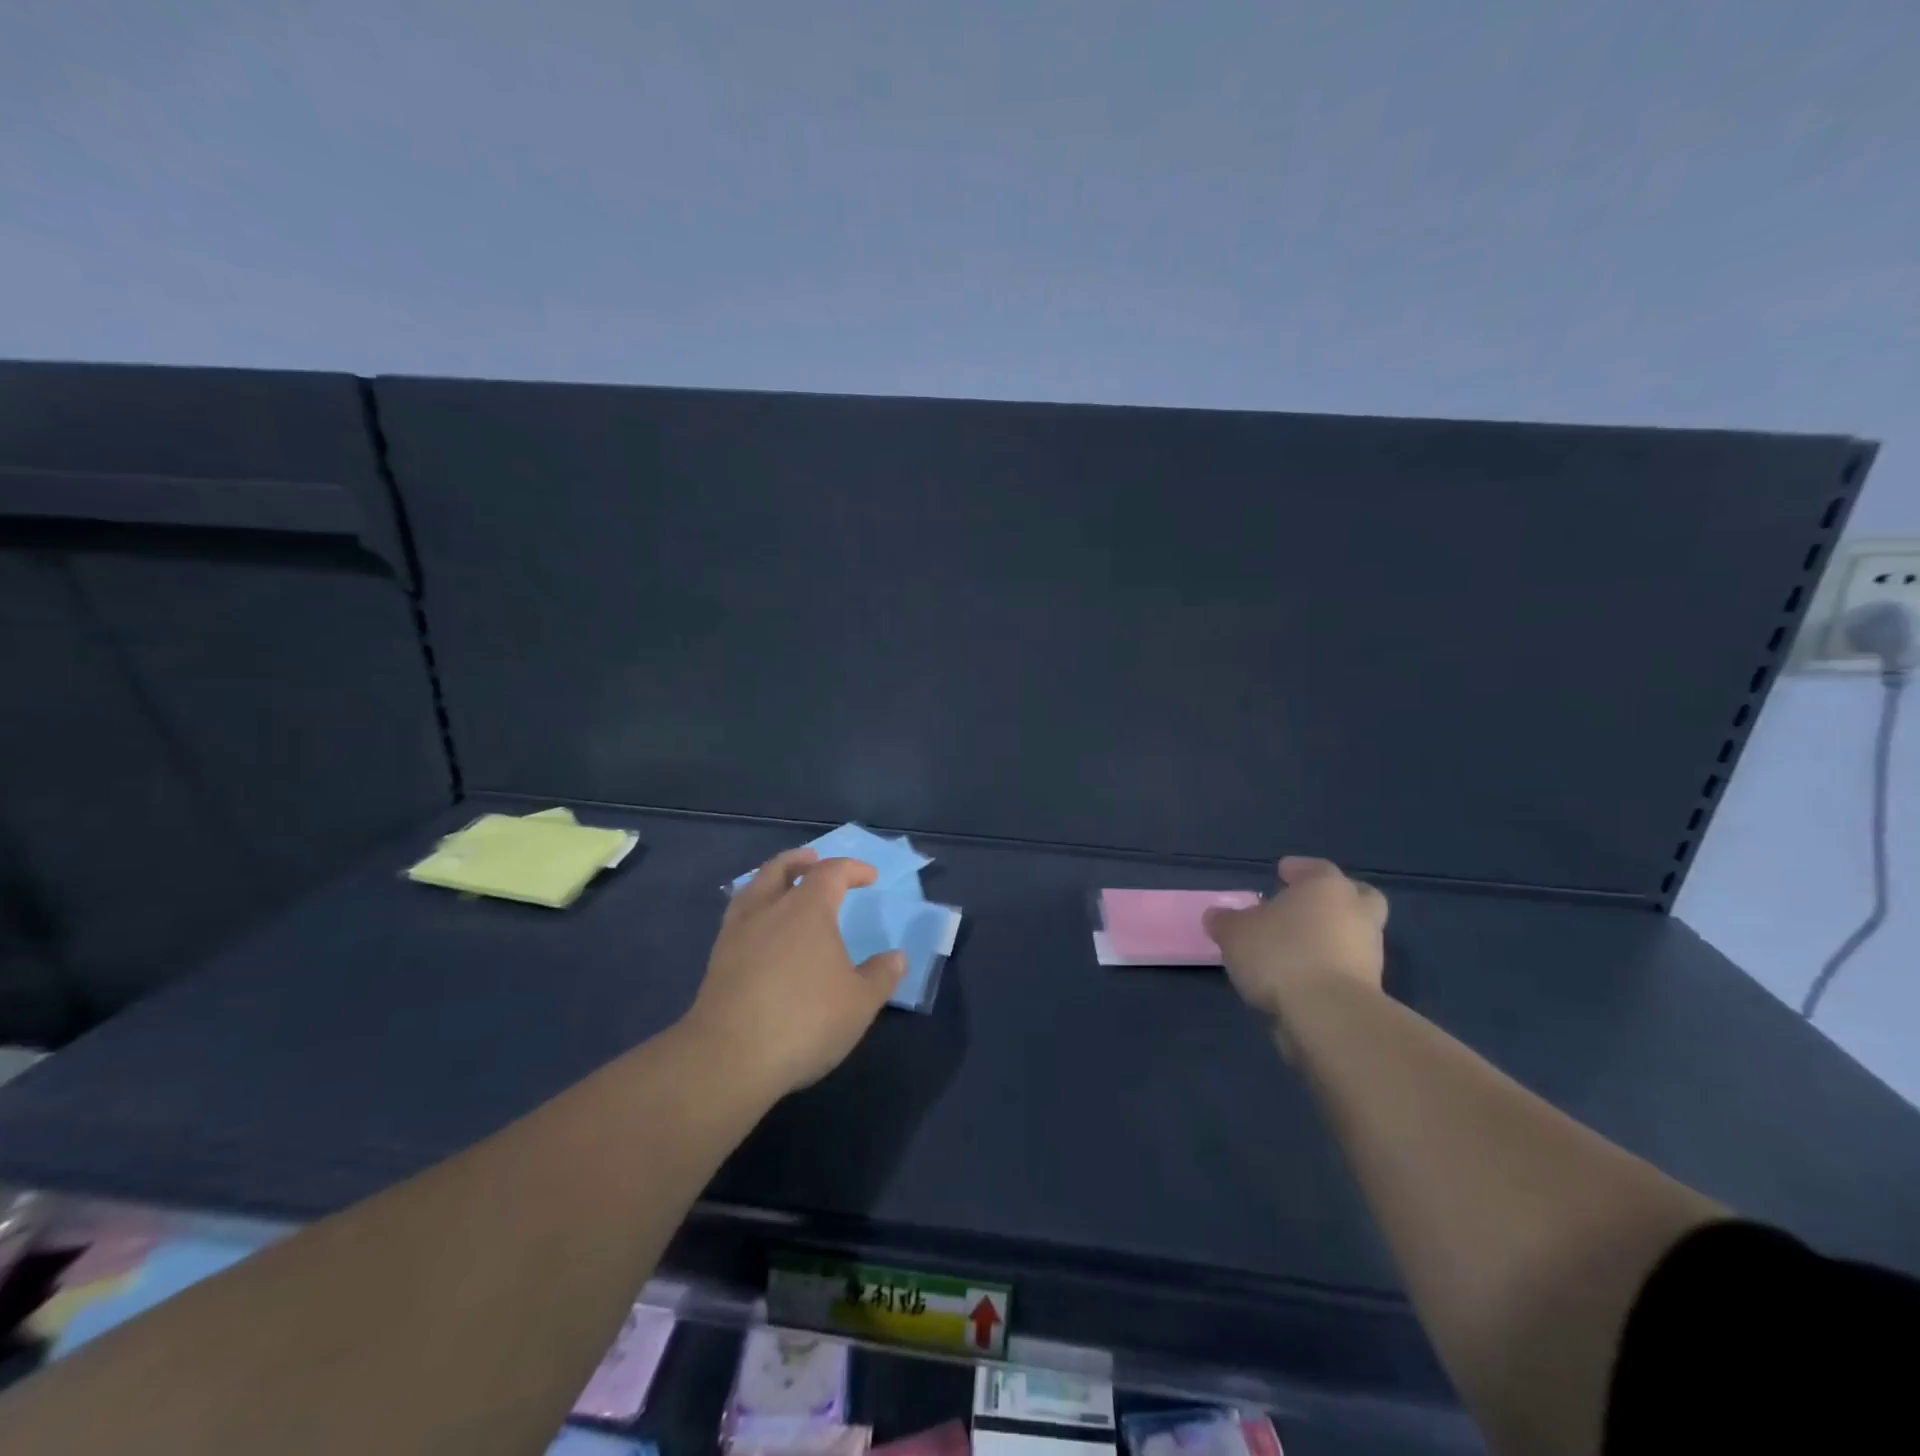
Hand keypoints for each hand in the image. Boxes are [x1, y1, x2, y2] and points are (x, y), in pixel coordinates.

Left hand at [682, 849, 906, 1096]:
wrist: (728, 1057)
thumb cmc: (804, 1020)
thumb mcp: (859, 1002)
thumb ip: (881, 975)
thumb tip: (897, 957)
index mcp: (807, 908)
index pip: (831, 872)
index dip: (853, 869)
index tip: (870, 877)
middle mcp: (769, 909)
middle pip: (781, 868)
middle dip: (800, 861)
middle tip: (813, 860)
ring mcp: (737, 932)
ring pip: (752, 889)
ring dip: (771, 880)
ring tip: (782, 889)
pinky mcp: (717, 960)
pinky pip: (738, 918)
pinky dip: (754, 911)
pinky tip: (761, 932)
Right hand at [1204, 857, 1388, 1028]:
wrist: (1330, 1017)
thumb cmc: (1281, 955)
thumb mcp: (1235, 933)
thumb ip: (1225, 921)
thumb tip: (1217, 916)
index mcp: (1327, 888)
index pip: (1317, 868)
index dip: (1298, 869)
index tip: (1282, 871)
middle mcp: (1356, 914)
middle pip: (1357, 897)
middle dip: (1334, 900)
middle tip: (1306, 906)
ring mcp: (1369, 954)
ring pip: (1351, 935)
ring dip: (1328, 938)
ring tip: (1291, 950)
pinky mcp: (1370, 991)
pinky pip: (1345, 969)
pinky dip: (1327, 969)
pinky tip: (1298, 978)